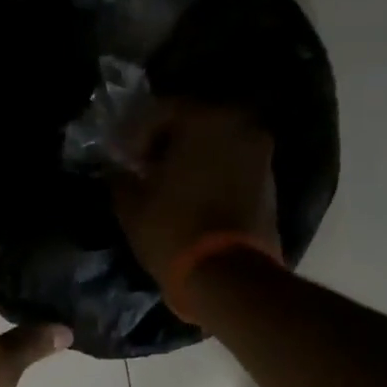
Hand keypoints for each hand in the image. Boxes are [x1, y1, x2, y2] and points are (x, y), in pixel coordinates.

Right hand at [112, 100, 280, 283]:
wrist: (227, 275)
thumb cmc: (172, 229)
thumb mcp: (131, 203)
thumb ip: (121, 176)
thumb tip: (118, 169)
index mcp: (205, 119)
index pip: (161, 110)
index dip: (134, 133)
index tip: (120, 157)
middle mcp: (239, 126)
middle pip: (193, 123)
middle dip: (166, 142)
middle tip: (143, 166)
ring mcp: (260, 154)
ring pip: (215, 144)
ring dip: (191, 158)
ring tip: (167, 184)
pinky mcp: (269, 183)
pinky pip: (231, 166)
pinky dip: (211, 174)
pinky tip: (191, 196)